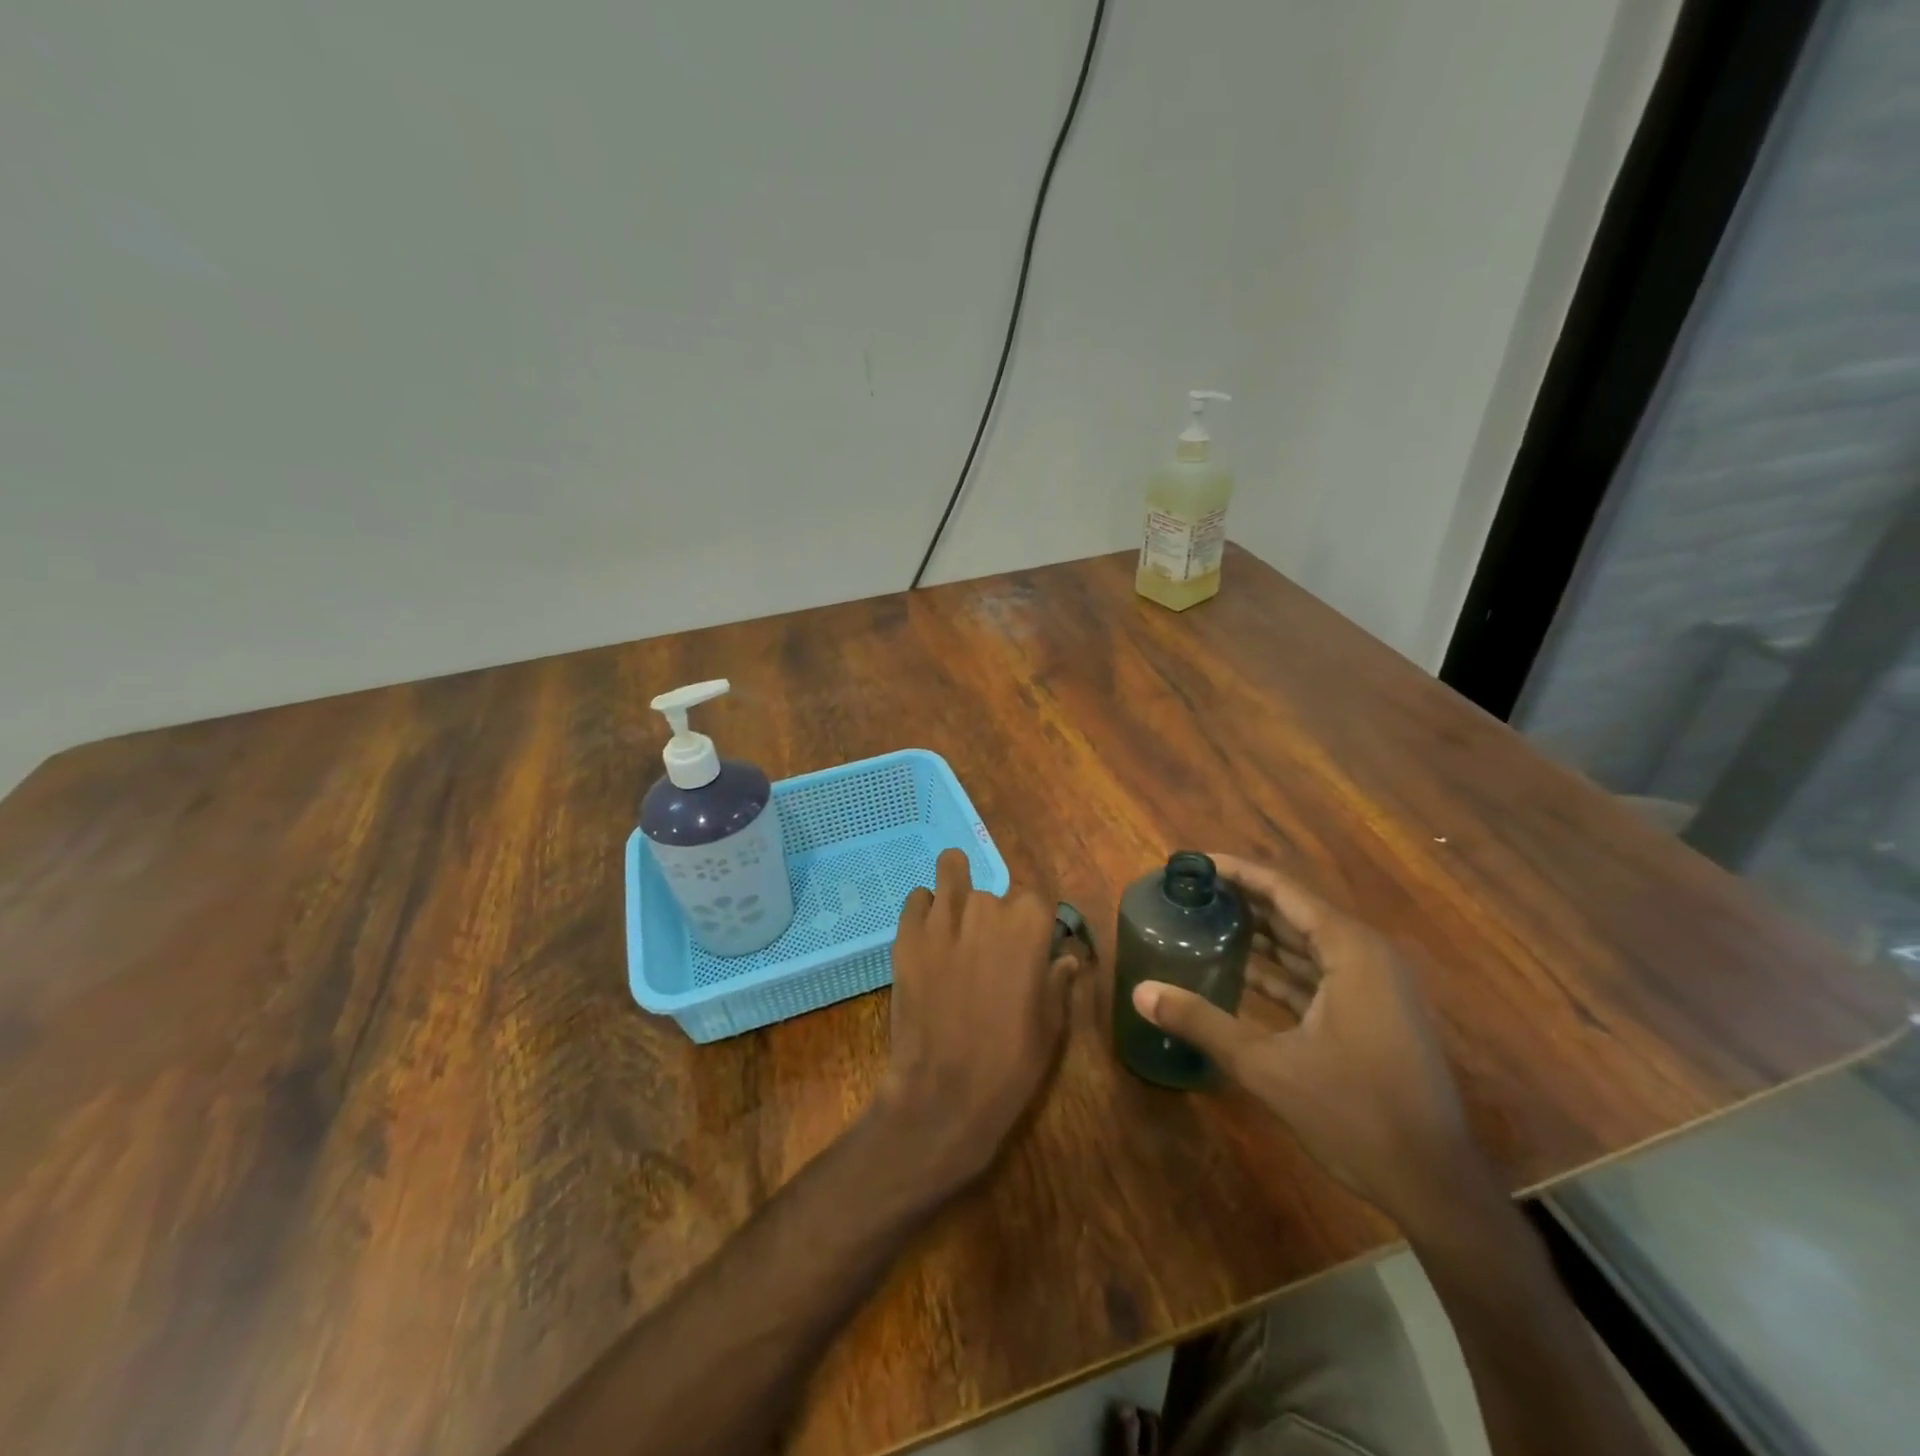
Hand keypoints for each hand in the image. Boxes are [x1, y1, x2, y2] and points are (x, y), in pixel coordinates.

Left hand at [876, 848, 1082, 1187]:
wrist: (945, 1091)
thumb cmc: (1011, 1060)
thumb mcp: (1051, 1024)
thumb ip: (1058, 980)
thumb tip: (1065, 958)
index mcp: (1029, 923)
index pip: (1035, 897)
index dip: (1031, 921)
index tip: (1028, 946)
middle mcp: (986, 906)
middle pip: (992, 891)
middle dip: (992, 915)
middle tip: (986, 952)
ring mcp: (942, 917)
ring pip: (951, 871)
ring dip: (956, 889)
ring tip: (954, 919)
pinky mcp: (907, 933)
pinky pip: (917, 899)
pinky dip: (924, 910)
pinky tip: (927, 937)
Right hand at [1131, 855, 1483, 1224]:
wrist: (1435, 1187)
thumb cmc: (1355, 1114)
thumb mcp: (1268, 1066)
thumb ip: (1202, 1023)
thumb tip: (1140, 992)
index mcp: (1351, 950)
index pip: (1284, 891)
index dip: (1238, 872)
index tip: (1195, 862)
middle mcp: (1366, 956)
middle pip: (1295, 912)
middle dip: (1244, 900)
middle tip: (1192, 892)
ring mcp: (1374, 987)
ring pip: (1307, 945)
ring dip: (1261, 935)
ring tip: (1207, 922)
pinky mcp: (1373, 1015)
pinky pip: (1318, 974)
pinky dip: (1281, 970)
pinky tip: (1241, 972)